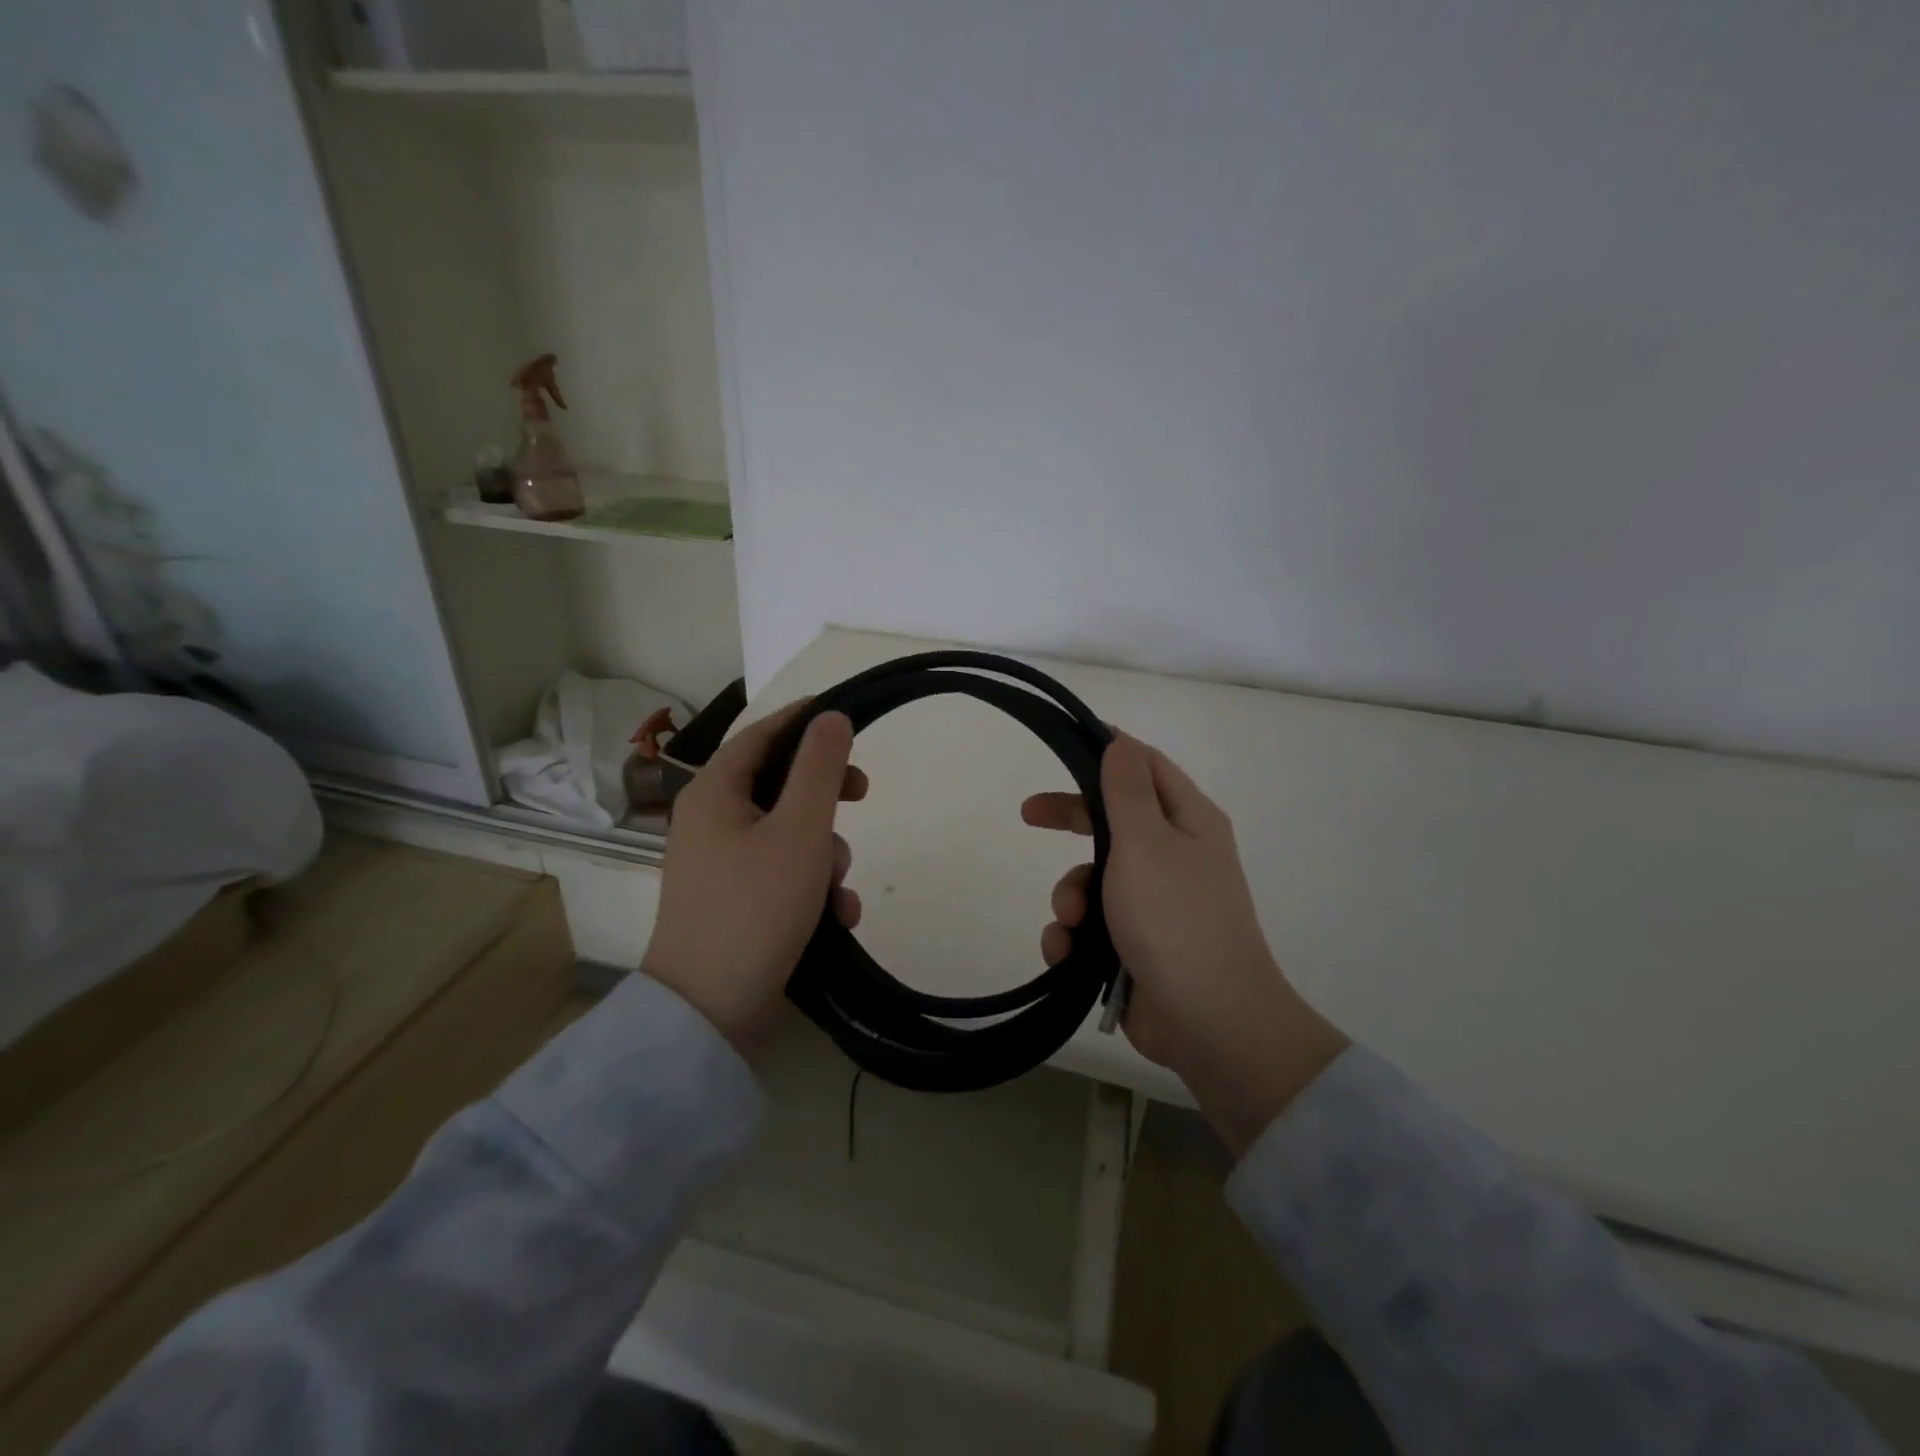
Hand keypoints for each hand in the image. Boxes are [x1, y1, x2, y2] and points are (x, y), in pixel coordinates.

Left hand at [642, 702, 865, 1060]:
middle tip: (862, 794)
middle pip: (779, 784)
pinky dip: (812, 887)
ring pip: (788, 833)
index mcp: (715, 792)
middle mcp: (711, 820)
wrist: (710, 1010)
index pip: (763, 733)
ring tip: (839, 890)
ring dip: (825, 854)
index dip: (805, 719)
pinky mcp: (735, 900)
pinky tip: (837, 917)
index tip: (847, 716)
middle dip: (826, 797)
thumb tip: (831, 716)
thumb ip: (819, 768)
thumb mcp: (799, 829)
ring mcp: (720, 864)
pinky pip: (782, 873)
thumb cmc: (756, 906)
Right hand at [1023, 733, 1348, 1155]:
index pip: (1146, 767)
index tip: (1066, 746)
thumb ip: (1128, 790)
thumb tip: (1121, 741)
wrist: (1209, 1022)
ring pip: (1094, 878)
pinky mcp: (1135, 944)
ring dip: (1069, 896)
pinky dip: (1073, 936)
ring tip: (1070, 922)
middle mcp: (1174, 855)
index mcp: (1188, 821)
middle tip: (1028, 814)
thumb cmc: (1175, 918)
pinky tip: (1064, 953)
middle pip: (1112, 820)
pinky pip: (1092, 925)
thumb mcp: (1146, 843)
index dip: (1108, 752)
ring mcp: (1155, 903)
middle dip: (1069, 819)